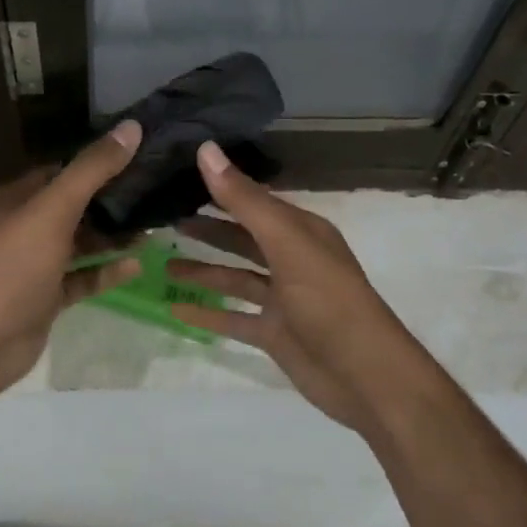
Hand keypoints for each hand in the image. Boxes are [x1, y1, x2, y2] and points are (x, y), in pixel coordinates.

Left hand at [0, 122, 145, 400]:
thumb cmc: (13, 265)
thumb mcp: (53, 210)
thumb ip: (91, 170)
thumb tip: (131, 127)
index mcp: (13, 197)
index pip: (57, 165)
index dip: (93, 154)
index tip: (135, 144)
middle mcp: (22, 225)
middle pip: (72, 203)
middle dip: (110, 196)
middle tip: (155, 182)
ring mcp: (34, 263)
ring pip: (80, 241)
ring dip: (112, 234)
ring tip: (155, 222)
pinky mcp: (47, 295)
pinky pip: (82, 277)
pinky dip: (106, 271)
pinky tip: (138, 263)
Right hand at [168, 141, 419, 433]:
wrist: (365, 377)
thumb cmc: (328, 301)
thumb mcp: (286, 243)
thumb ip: (245, 200)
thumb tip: (206, 149)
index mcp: (300, 231)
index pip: (253, 200)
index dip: (217, 189)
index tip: (176, 177)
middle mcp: (291, 259)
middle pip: (242, 238)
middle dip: (207, 229)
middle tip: (163, 219)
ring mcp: (282, 299)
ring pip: (235, 277)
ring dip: (202, 270)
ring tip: (161, 263)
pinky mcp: (274, 333)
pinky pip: (233, 317)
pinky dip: (206, 312)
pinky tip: (174, 307)